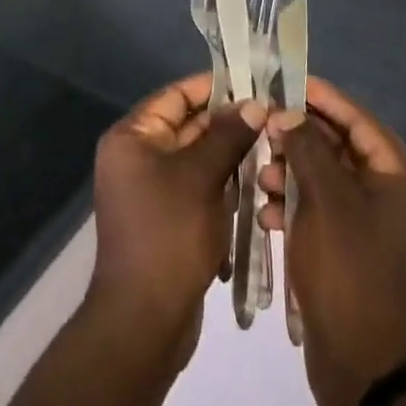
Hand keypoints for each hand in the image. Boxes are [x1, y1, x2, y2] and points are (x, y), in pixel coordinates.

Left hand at [85, 74, 263, 369]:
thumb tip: (255, 104)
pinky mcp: (168, 219)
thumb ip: (227, 136)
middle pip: (188, 126)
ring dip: (231, 156)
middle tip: (272, 117)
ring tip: (272, 148)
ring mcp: (152, 190)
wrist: (145, 322)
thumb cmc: (168, 235)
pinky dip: (224, 185)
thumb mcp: (201, 178)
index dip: (213, 88)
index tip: (253, 83)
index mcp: (132, 138)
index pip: (176, 97)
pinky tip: (257, 186)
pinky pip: (199, 188)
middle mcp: (137, 157)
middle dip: (229, 124)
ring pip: (198, 159)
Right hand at [259, 78, 405, 405]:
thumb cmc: (351, 271)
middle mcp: (394, 198)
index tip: (286, 82)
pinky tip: (266, 214)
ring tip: (260, 178)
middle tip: (264, 130)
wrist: (367, 372)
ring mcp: (374, 229)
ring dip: (291, 175)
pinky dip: (295, 208)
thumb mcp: (325, 200)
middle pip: (340, 149)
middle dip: (299, 140)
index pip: (359, 120)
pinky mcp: (353, 255)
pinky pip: (321, 213)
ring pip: (326, 182)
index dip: (323, 98)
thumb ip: (306, 147)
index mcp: (401, 179)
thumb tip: (289, 114)